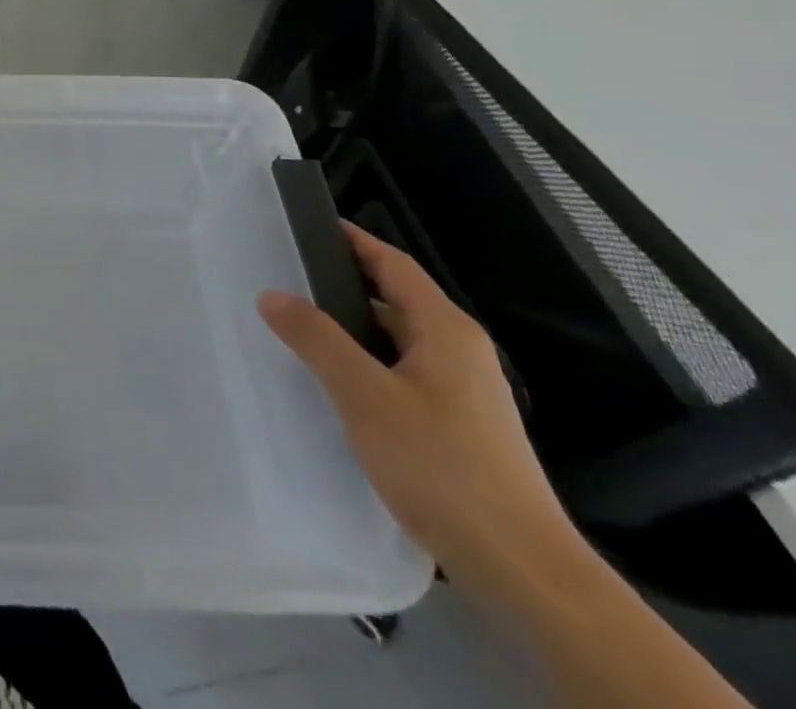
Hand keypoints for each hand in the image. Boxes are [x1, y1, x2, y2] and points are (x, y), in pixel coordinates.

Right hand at [257, 223, 579, 584]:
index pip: (393, 264)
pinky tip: (331, 384)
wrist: (522, 570)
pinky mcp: (456, 427)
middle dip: (340, 286)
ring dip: (348, 330)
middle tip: (283, 277)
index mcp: (445, 330)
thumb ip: (316, 339)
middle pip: (393, 300)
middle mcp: (458, 352)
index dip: (352, 240)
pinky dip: (363, 365)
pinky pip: (399, 375)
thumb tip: (272, 294)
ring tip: (294, 328)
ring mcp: (462, 392)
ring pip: (394, 341)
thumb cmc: (442, 467)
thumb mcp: (365, 395)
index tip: (306, 225)